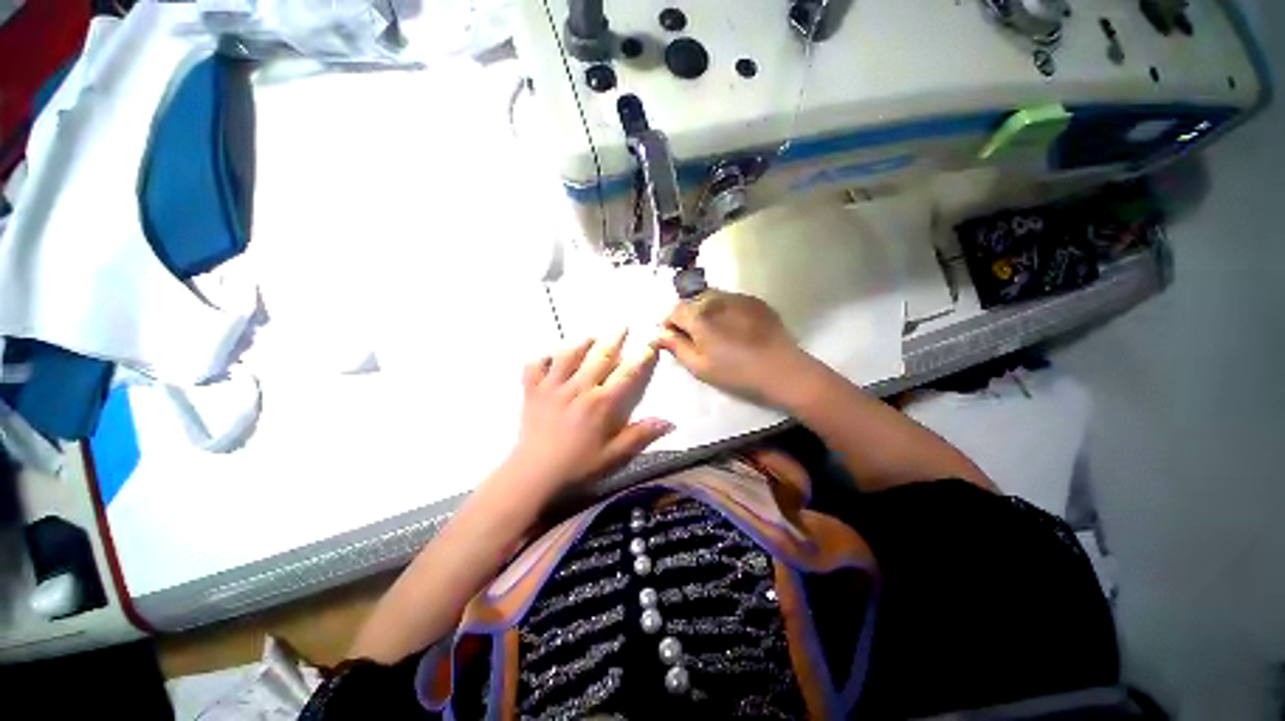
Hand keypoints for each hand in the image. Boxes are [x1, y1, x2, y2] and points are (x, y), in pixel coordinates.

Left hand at [505, 331, 672, 493]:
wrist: (534, 475)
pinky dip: (541, 359)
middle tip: (623, 326)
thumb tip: (669, 422)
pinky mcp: (532, 391)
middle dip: (614, 339)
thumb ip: (640, 436)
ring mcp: (553, 386)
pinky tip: (549, 359)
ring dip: (581, 343)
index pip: (627, 373)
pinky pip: (534, 367)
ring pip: (568, 355)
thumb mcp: (614, 456)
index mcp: (602, 402)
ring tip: (590, 337)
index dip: (641, 357)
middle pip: (600, 356)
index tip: (650, 344)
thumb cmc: (578, 466)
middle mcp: (579, 387)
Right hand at [654, 290, 815, 405]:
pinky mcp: (754, 300)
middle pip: (691, 300)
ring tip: (714, 332)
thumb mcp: (699, 366)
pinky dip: (723, 310)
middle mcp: (716, 298)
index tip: (673, 338)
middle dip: (686, 316)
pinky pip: (730, 300)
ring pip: (710, 297)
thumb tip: (657, 334)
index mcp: (699, 315)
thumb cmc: (736, 373)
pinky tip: (733, 328)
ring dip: (705, 311)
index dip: (669, 324)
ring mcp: (737, 297)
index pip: (673, 310)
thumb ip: (675, 346)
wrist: (782, 371)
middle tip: (694, 337)